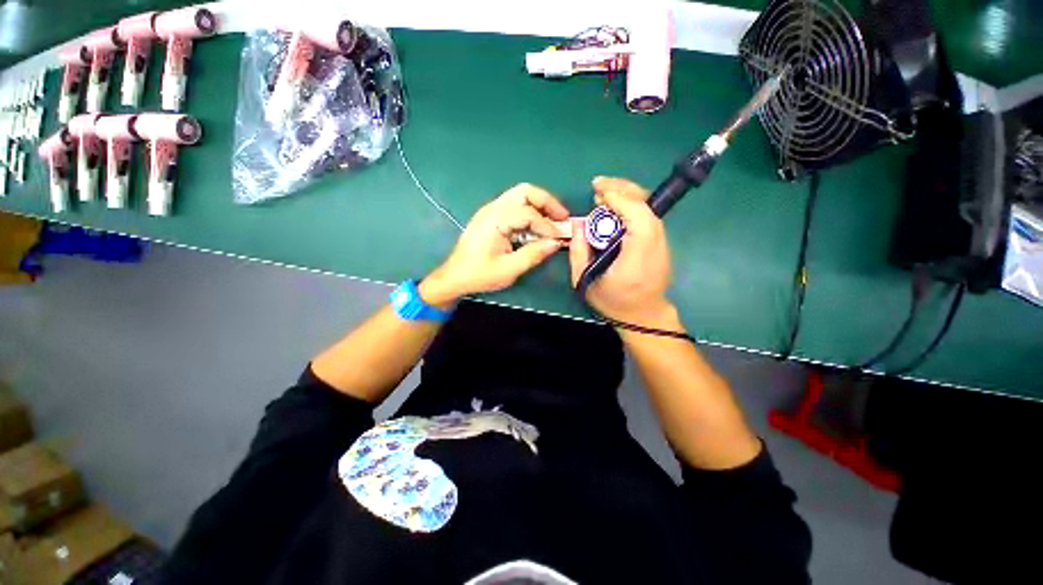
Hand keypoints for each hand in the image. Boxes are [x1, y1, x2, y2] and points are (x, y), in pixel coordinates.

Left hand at [420, 183, 569, 305]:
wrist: (454, 277)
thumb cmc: (479, 274)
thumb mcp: (509, 269)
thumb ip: (534, 255)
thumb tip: (556, 243)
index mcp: (495, 220)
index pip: (528, 213)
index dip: (547, 225)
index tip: (560, 238)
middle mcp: (493, 208)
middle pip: (525, 191)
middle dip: (547, 202)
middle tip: (562, 217)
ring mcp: (491, 210)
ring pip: (520, 195)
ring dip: (540, 205)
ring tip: (554, 220)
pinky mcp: (491, 216)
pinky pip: (515, 206)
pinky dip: (530, 212)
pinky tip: (537, 226)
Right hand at [569, 177, 676, 325]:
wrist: (643, 316)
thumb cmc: (612, 302)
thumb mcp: (585, 281)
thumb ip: (578, 252)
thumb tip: (578, 224)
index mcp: (636, 260)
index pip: (639, 219)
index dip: (621, 200)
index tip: (598, 194)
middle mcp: (656, 247)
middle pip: (647, 207)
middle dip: (623, 189)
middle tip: (598, 186)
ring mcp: (663, 244)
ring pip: (649, 208)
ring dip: (627, 195)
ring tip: (603, 194)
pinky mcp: (661, 243)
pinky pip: (647, 216)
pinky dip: (632, 205)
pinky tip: (615, 206)